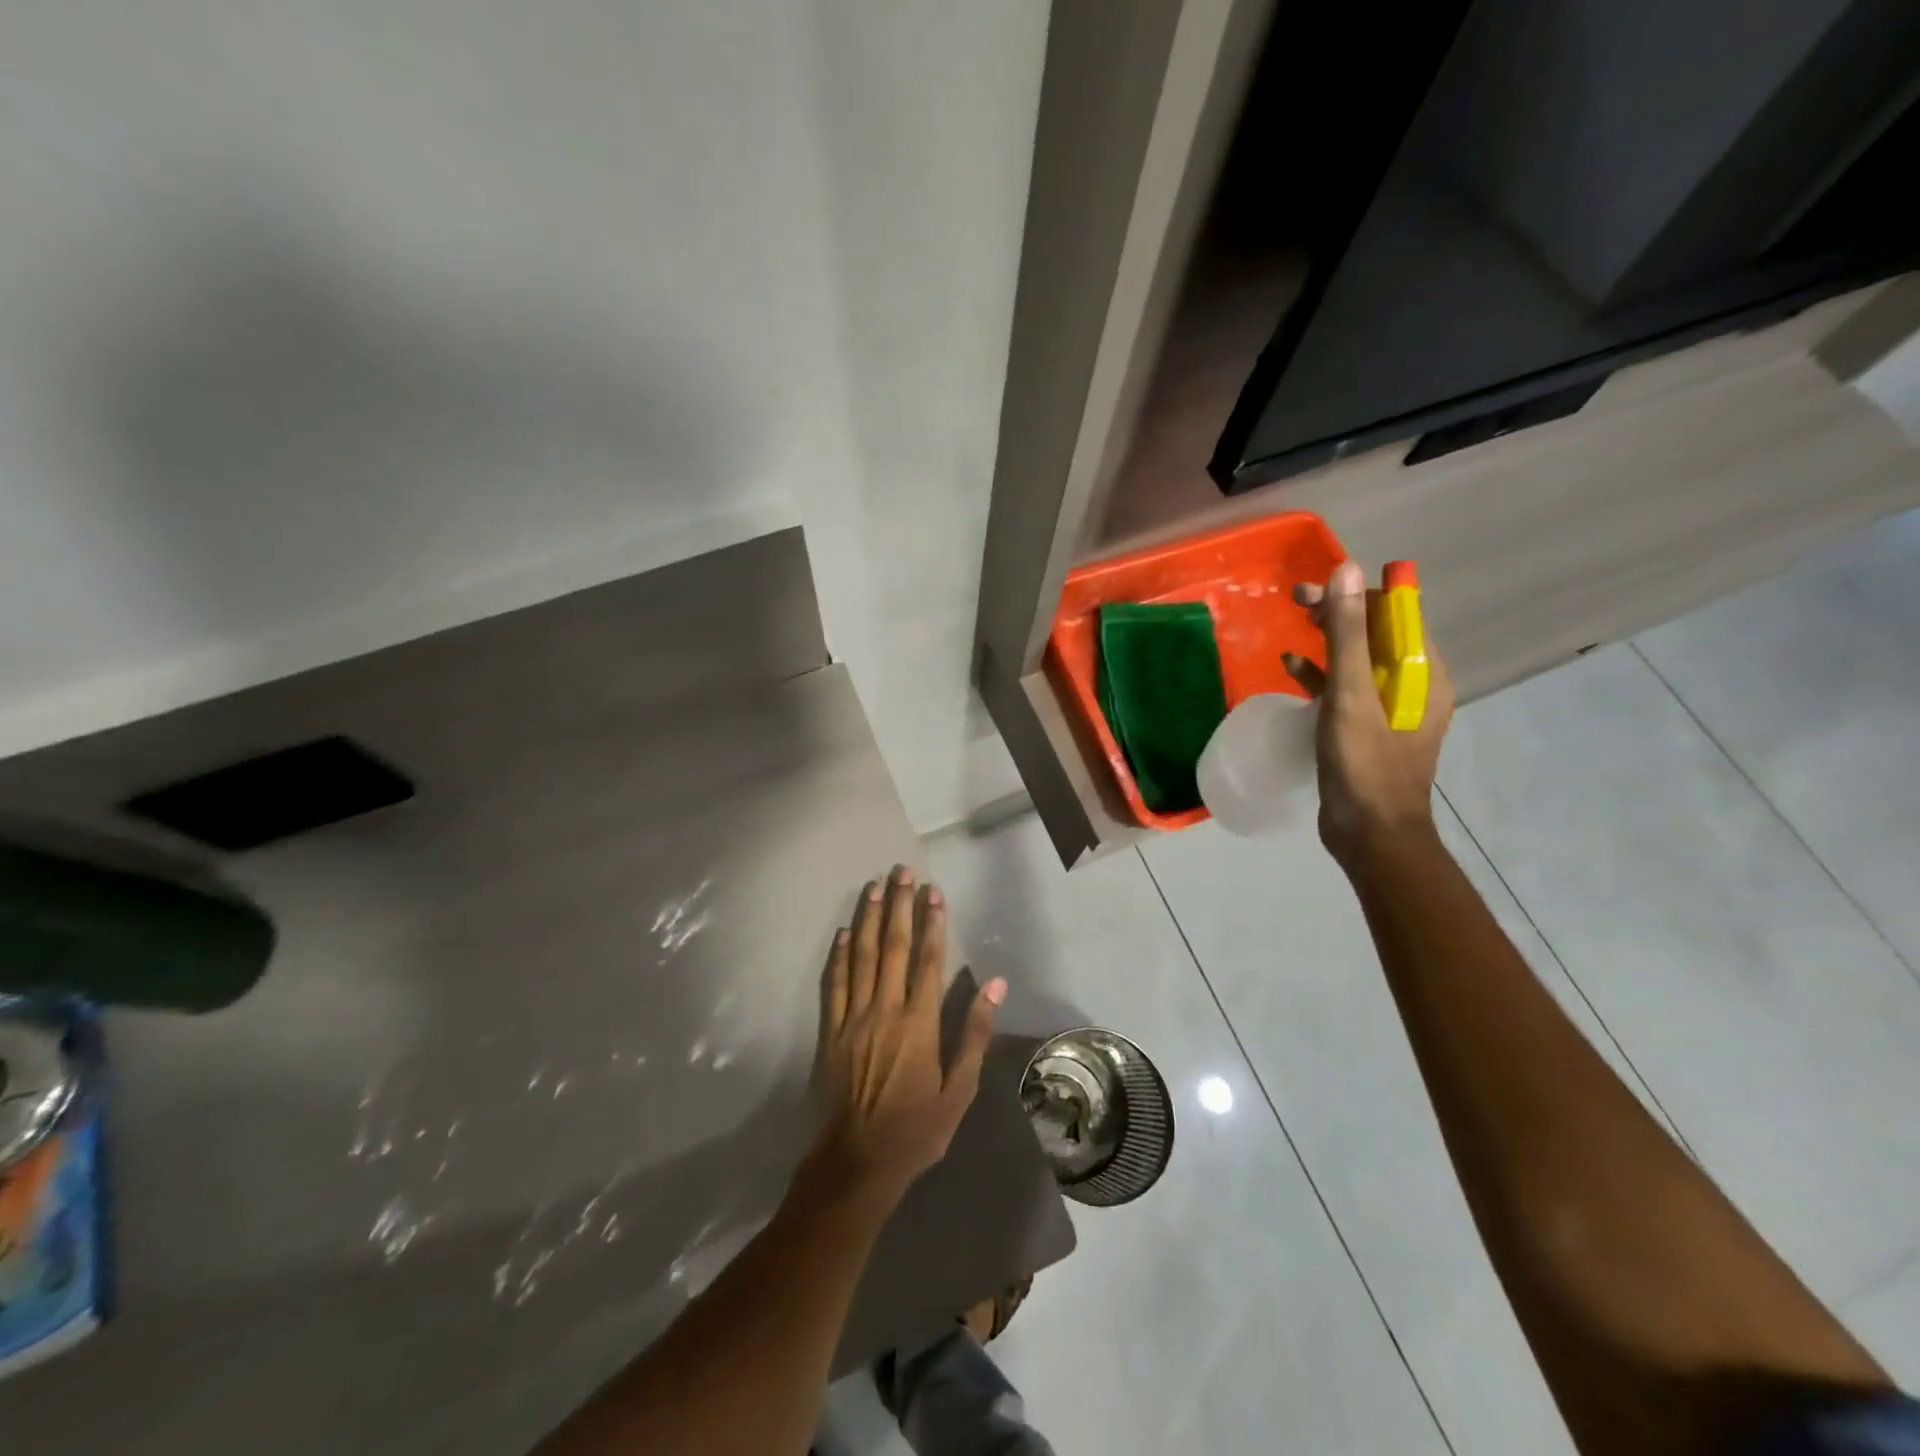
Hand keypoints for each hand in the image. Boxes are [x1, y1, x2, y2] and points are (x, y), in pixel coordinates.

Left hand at [809, 866, 1005, 1204]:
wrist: (856, 1162)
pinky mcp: (831, 1030)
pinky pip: (834, 983)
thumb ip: (974, 1033)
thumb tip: (995, 985)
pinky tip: (844, 932)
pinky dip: (839, 955)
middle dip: (899, 906)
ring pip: (862, 956)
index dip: (932, 922)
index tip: (934, 891)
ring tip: (874, 887)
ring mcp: (854, 1017)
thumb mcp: (959, 1090)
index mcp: (919, 1022)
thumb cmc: (915, 1129)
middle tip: (901, 872)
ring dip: (869, 919)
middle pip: (894, 947)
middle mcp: (885, 1009)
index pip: (928, 959)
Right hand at [1283, 559, 1454, 865]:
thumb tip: (1347, 571)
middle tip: (1295, 601)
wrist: (1370, 834)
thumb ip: (1348, 634)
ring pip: (1357, 661)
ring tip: (1293, 627)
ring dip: (1327, 641)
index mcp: (1423, 672)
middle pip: (1375, 635)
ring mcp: (1389, 709)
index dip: (1356, 595)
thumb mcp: (1352, 695)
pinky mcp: (1365, 730)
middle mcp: (1413, 685)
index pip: (1395, 615)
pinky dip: (1320, 676)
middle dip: (1337, 614)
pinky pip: (1345, 690)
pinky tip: (1291, 669)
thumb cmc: (1365, 763)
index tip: (1314, 591)